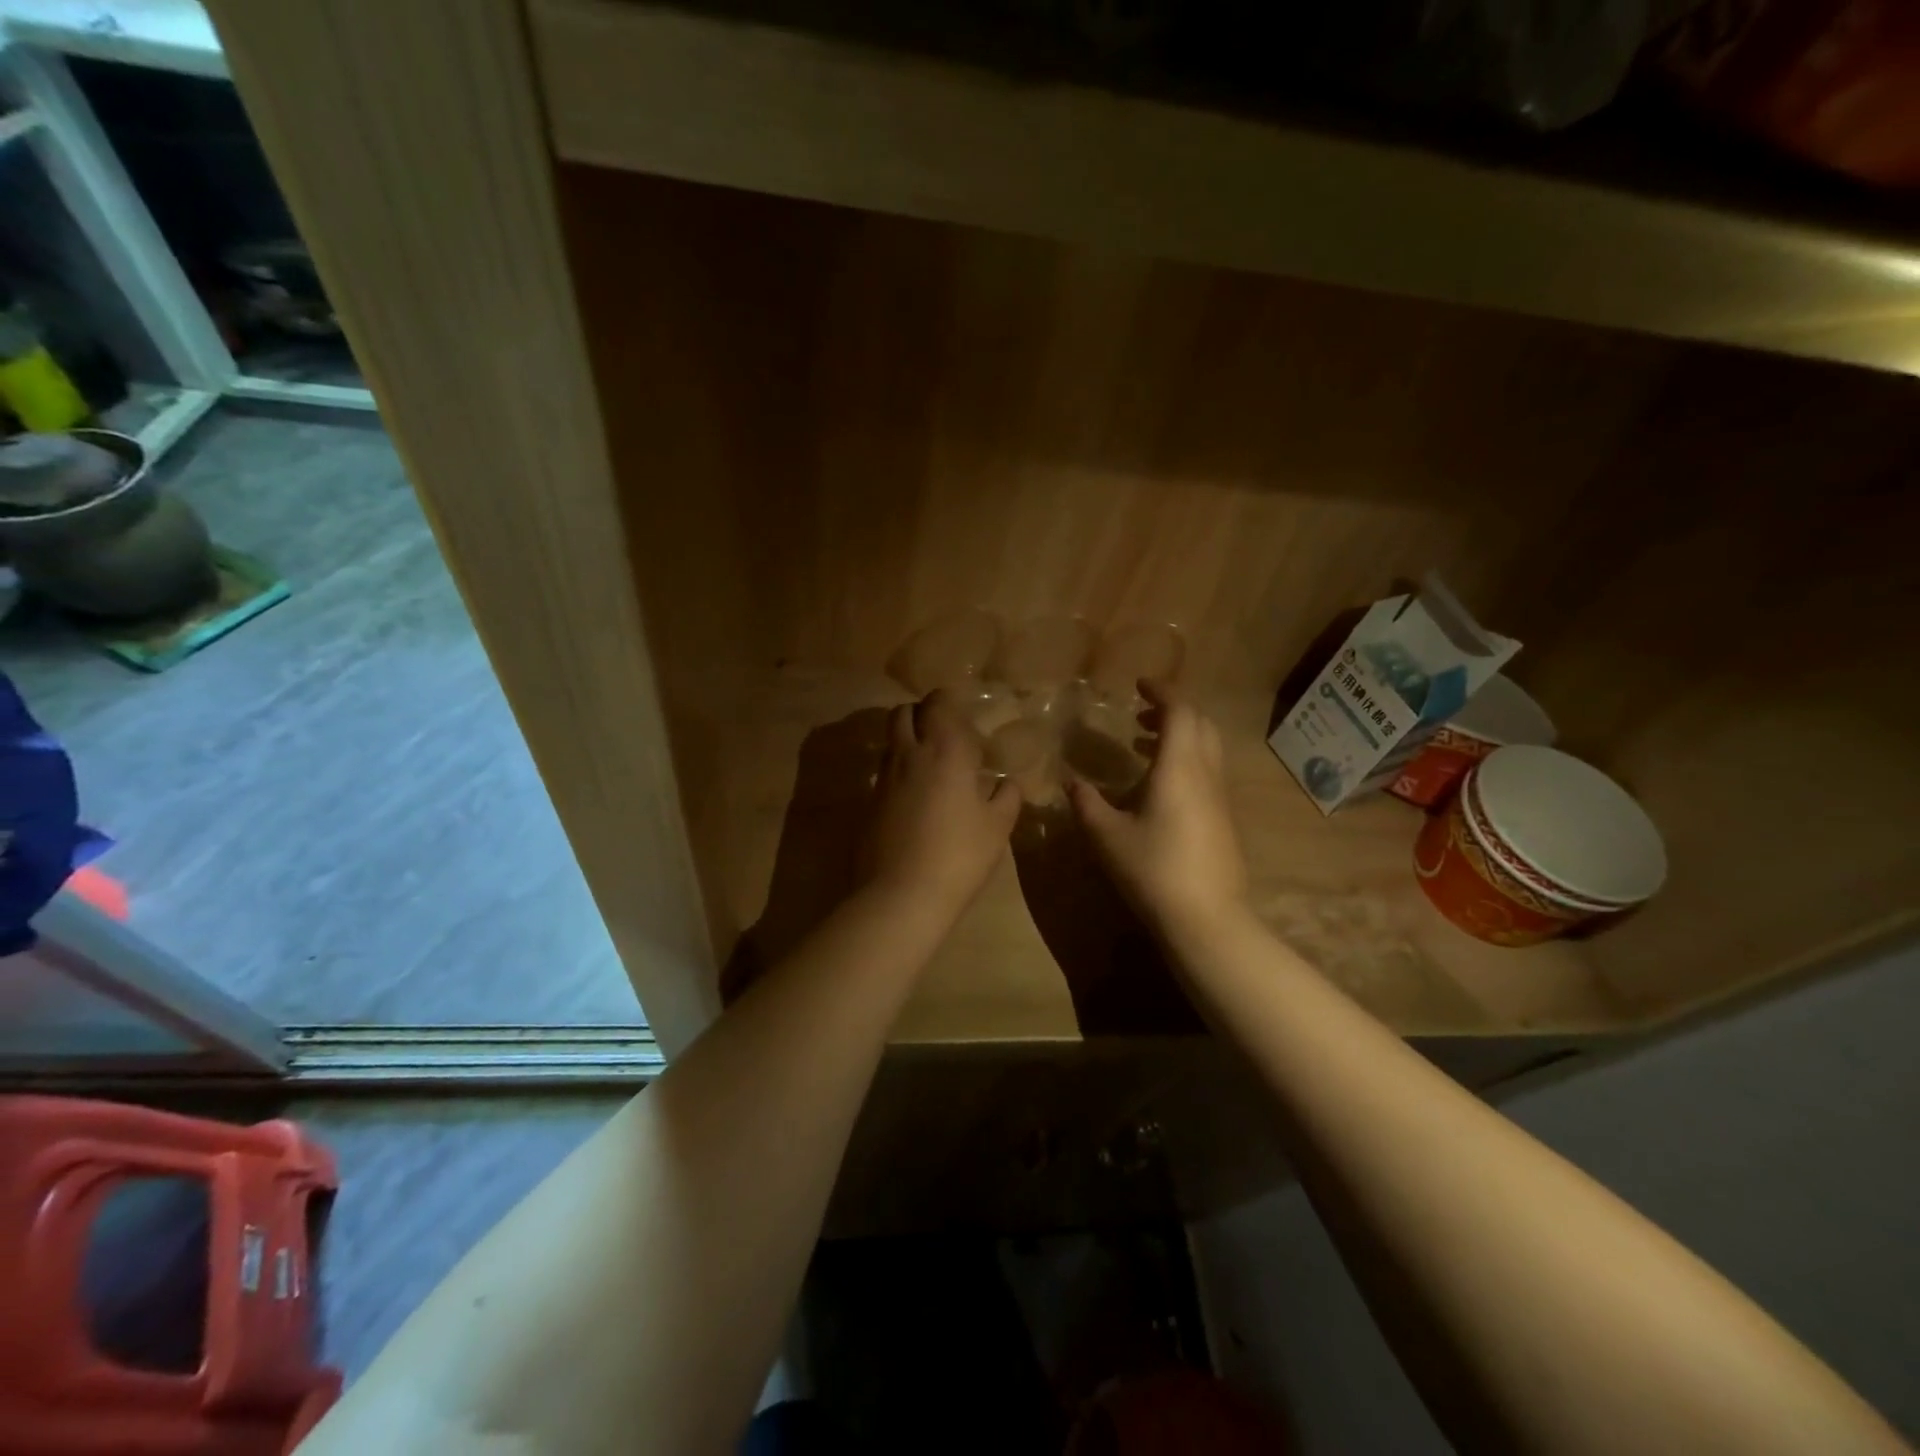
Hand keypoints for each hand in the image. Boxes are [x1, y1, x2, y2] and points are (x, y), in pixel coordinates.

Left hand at [861, 690, 1021, 917]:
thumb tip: (1007, 783)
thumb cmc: (959, 856)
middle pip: (902, 713)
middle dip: (920, 715)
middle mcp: (907, 755)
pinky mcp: (868, 804)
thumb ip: (1006, 797)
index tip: (963, 717)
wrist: (900, 895)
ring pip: (890, 742)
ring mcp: (882, 779)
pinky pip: (883, 774)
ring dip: (907, 743)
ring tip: (931, 768)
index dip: (947, 703)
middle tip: (943, 736)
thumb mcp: (997, 827)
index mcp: (944, 750)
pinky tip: (916, 800)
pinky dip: (898, 774)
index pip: (937, 703)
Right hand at [1068, 680, 1246, 932]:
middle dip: (1173, 711)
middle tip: (1141, 716)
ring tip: (1143, 745)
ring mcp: (1220, 798)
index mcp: (1179, 767)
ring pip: (1207, 749)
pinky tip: (1158, 787)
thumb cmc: (1153, 870)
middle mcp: (1206, 774)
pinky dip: (1186, 761)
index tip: (1139, 686)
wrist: (1206, 918)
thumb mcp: (1107, 836)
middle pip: (1201, 724)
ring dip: (1180, 736)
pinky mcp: (1223, 820)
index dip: (1162, 692)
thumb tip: (1071, 782)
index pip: (1180, 711)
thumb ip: (1086, 804)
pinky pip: (1207, 772)